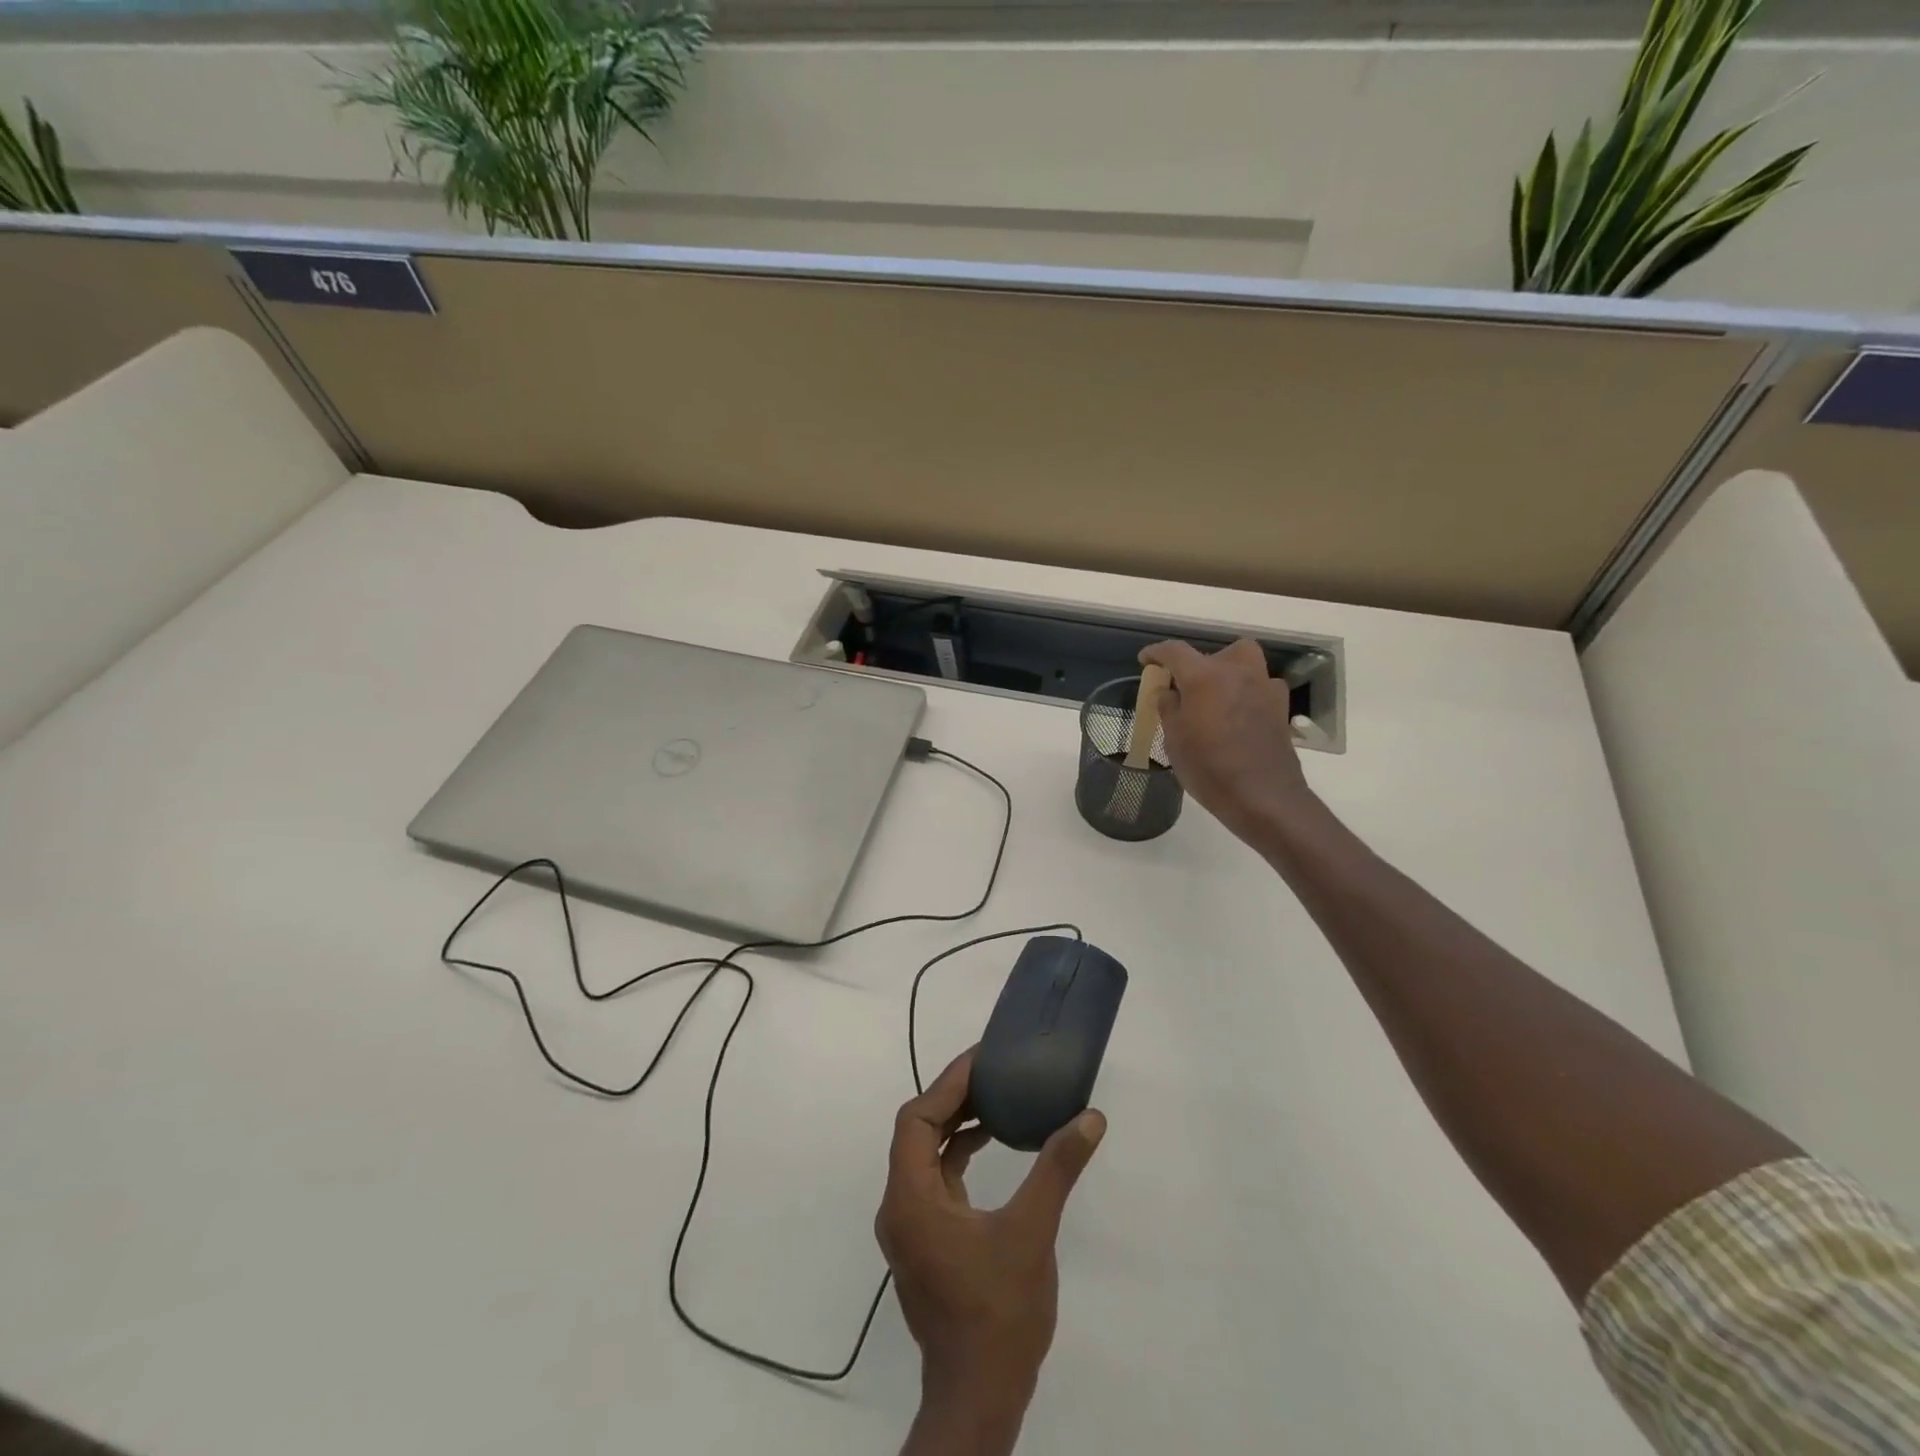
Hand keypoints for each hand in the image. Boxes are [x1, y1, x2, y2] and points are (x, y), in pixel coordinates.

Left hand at [876, 1048, 1105, 1455]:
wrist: (979, 1395)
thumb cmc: (999, 1311)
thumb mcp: (1032, 1232)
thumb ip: (1057, 1169)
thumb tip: (1090, 1118)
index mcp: (910, 1199)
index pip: (917, 1119)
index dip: (947, 1084)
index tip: (981, 1059)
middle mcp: (900, 1207)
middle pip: (918, 1133)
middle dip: (952, 1099)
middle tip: (992, 1072)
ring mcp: (911, 1228)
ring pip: (925, 1156)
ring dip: (955, 1125)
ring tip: (995, 1099)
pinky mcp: (927, 1242)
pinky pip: (935, 1180)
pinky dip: (958, 1155)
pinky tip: (990, 1144)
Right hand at [1139, 638, 1314, 841]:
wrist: (1263, 797)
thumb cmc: (1209, 768)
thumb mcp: (1174, 740)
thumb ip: (1168, 708)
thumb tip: (1168, 692)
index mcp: (1205, 676)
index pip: (1175, 651)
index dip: (1157, 653)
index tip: (1145, 660)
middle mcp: (1238, 672)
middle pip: (1218, 652)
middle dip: (1200, 662)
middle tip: (1188, 685)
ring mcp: (1264, 688)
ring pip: (1245, 664)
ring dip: (1228, 673)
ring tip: (1215, 699)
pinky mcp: (1281, 708)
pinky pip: (1260, 687)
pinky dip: (1247, 693)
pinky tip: (1238, 716)